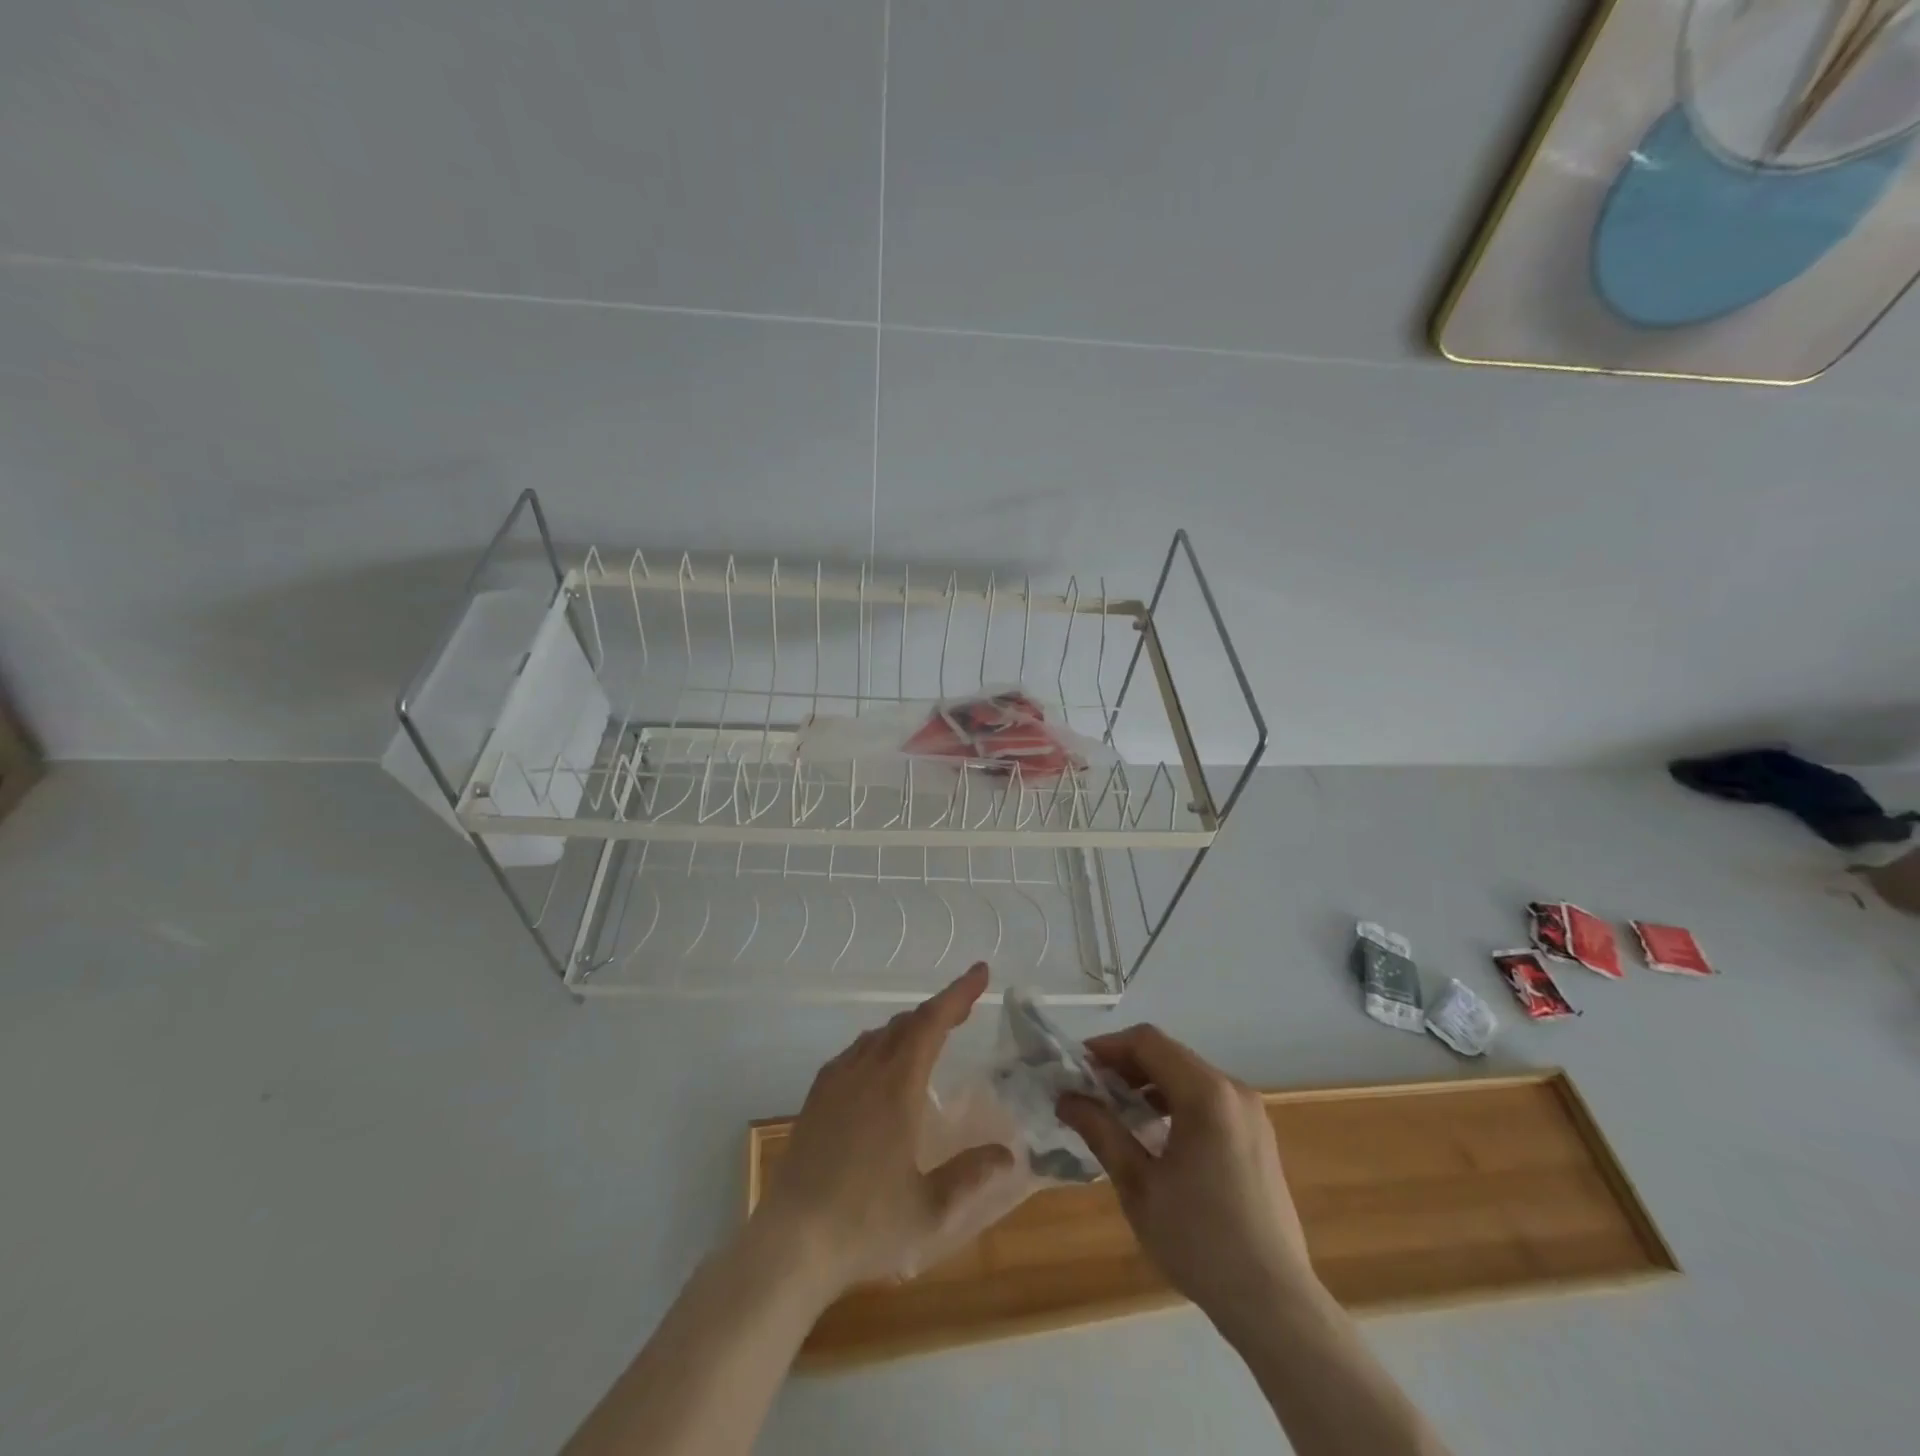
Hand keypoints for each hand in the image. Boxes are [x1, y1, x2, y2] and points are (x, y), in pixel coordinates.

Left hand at [757, 963, 1013, 1292]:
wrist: (791, 1243)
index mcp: (897, 1087)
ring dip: (908, 1027)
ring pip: (878, 1035)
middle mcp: (866, 1072)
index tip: (980, 972)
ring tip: (929, 1035)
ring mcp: (836, 1082)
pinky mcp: (816, 1098)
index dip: (957, 993)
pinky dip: (879, 1045)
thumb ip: (970, 1175)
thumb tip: (1007, 1153)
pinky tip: (880, 1066)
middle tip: (965, 1009)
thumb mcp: (929, 1208)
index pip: (932, 1023)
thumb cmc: (865, 1224)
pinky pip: (854, 1053)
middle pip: (906, 1023)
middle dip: (939, 1010)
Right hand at [1057, 1024, 1320, 1333]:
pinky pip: (1209, 1100)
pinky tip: (1157, 1136)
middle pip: (1170, 1055)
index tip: (1077, 1069)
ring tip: (1118, 1114)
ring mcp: (1252, 1113)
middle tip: (1091, 1092)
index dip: (1108, 1047)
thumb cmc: (1199, 1240)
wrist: (1274, 1303)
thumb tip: (1066, 1097)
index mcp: (1206, 1094)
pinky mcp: (1259, 1136)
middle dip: (1126, 1067)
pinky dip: (1176, 1102)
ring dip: (1150, 1085)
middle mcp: (1234, 1090)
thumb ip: (1101, 1131)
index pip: (1148, 1042)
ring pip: (1189, 1076)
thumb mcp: (1138, 1185)